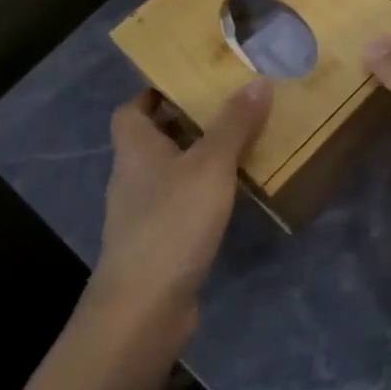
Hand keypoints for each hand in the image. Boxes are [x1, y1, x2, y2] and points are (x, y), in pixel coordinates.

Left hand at [90, 80, 272, 329]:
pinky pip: (181, 202)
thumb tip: (258, 80)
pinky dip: (203, 192)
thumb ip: (234, 124)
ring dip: (199, 157)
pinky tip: (232, 194)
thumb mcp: (210, 166)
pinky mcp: (158, 241)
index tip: (192, 82)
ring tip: (241, 144)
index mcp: (135, 148)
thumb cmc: (171, 223)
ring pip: (170, 171)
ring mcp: (143, 212)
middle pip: (154, 138)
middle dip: (188, 121)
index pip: (132, 109)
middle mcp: (132, 176)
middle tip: (230, 107)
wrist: (143, 309)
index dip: (156, 92)